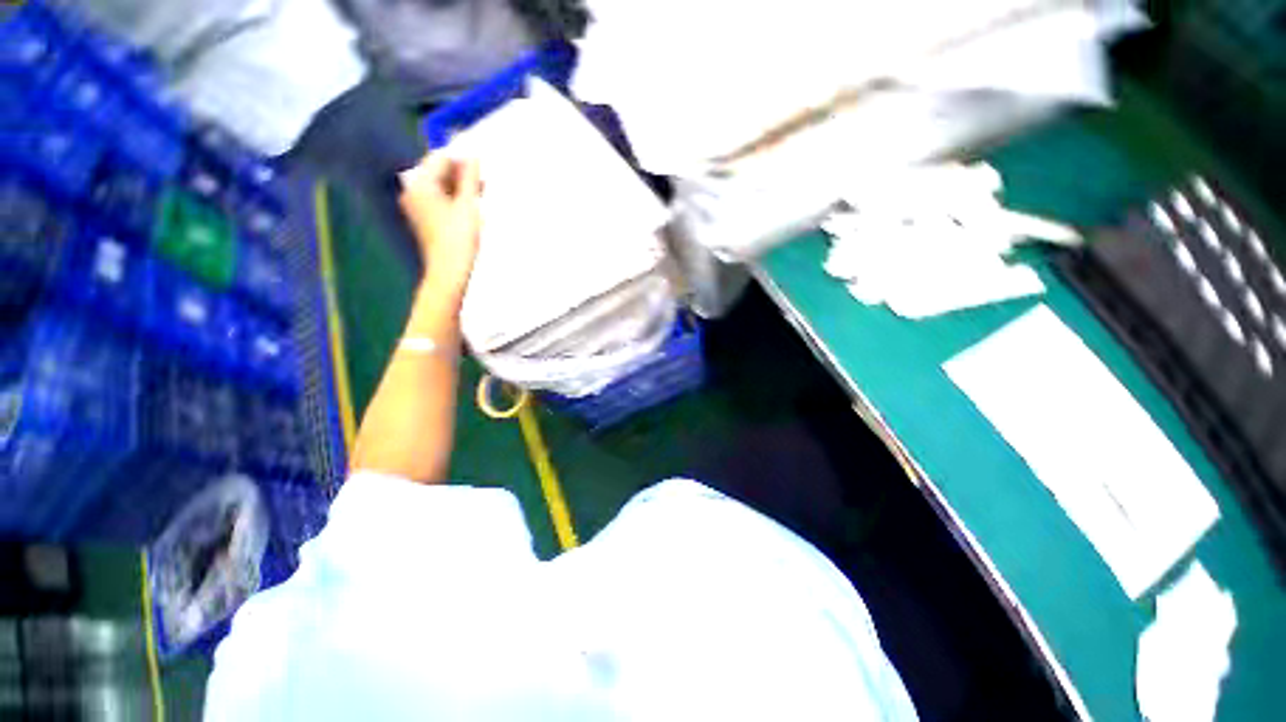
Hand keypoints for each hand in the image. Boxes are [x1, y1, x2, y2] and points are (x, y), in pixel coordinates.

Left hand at [398, 154, 482, 303]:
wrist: (449, 271)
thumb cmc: (459, 237)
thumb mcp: (469, 205)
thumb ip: (470, 178)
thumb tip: (474, 156)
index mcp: (421, 184)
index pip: (440, 158)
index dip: (461, 159)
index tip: (482, 166)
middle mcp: (413, 191)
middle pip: (437, 172)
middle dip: (460, 174)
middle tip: (483, 182)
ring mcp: (416, 206)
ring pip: (439, 186)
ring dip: (459, 187)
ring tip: (479, 195)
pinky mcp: (423, 219)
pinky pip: (438, 199)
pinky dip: (453, 199)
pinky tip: (469, 207)